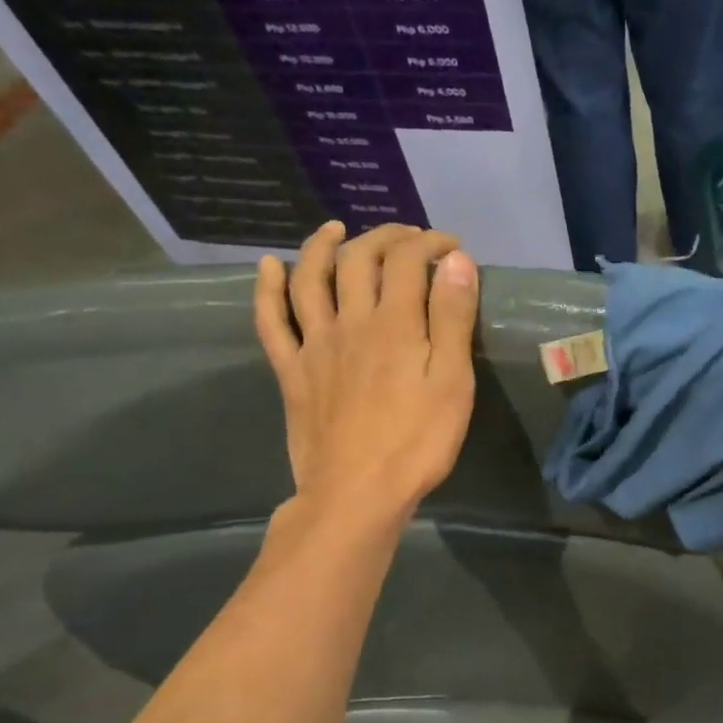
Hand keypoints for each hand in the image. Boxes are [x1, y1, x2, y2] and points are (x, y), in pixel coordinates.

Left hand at [253, 222, 478, 529]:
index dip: (429, 242)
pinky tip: (270, 267)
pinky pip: (270, 321)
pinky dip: (267, 289)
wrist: (356, 492)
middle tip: (407, 237)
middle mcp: (350, 321)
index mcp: (395, 323)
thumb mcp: (453, 381)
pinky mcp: (292, 371)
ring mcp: (314, 345)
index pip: (408, 260)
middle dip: (385, 237)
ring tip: (336, 229)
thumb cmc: (417, 441)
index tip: (451, 246)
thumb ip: (453, 317)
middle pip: (359, 260)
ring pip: (310, 279)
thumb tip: (455, 260)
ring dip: (322, 246)